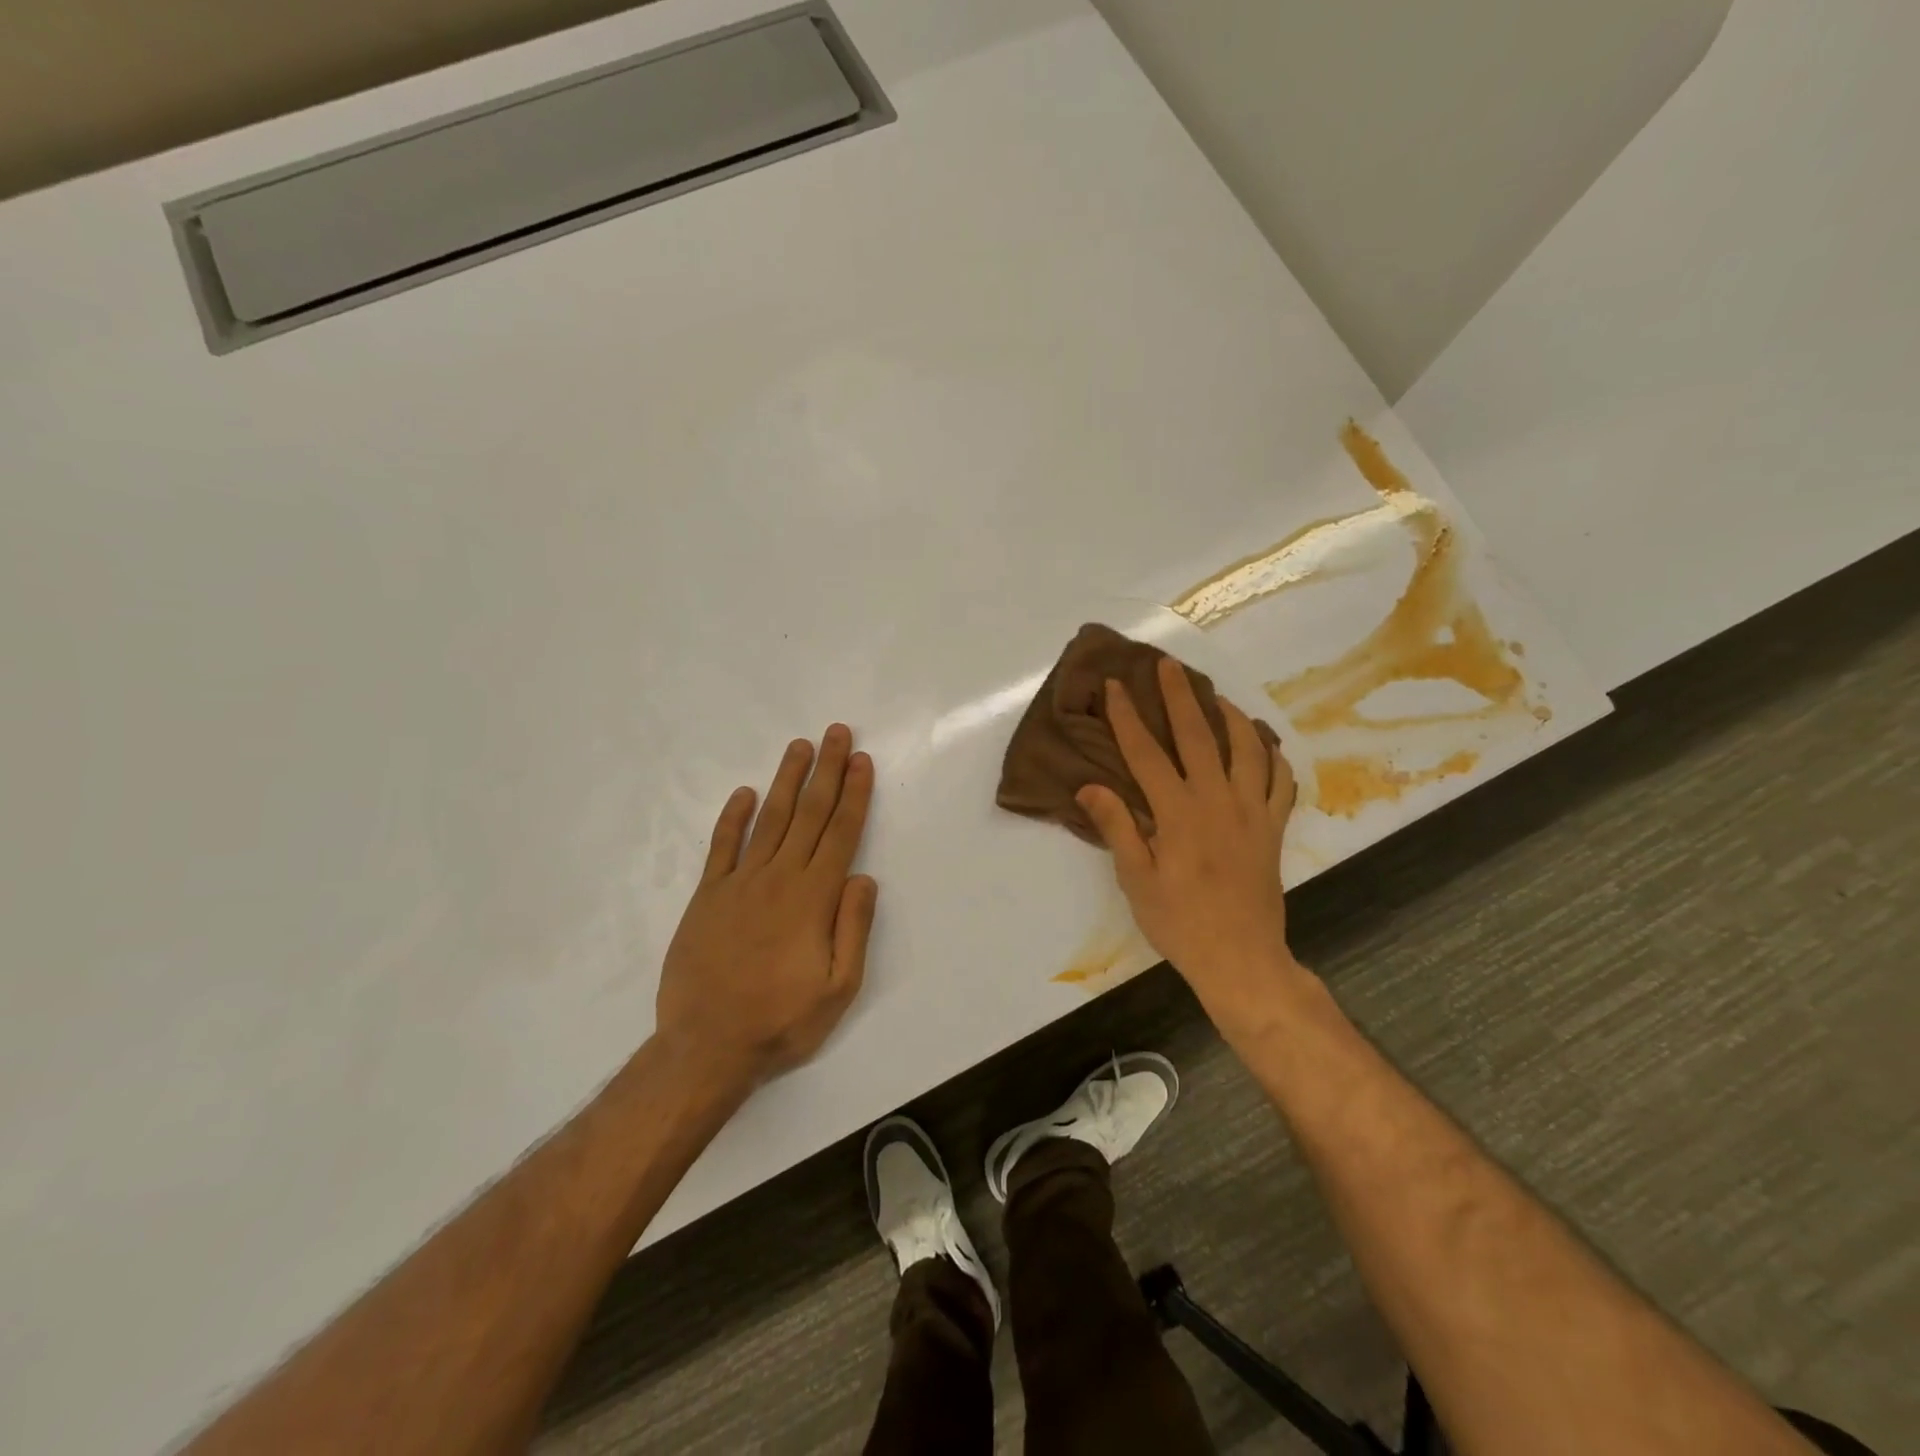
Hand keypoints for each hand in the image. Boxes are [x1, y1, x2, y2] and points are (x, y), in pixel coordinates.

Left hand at [655, 725, 877, 1087]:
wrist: (706, 1046)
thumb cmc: (781, 1021)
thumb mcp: (839, 988)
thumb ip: (854, 928)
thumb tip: (864, 877)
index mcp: (813, 898)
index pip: (840, 833)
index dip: (854, 794)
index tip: (862, 761)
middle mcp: (779, 878)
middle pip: (808, 814)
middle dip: (827, 771)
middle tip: (836, 733)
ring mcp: (739, 883)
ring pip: (769, 819)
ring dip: (787, 780)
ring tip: (799, 747)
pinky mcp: (707, 896)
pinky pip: (722, 846)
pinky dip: (733, 817)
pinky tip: (745, 793)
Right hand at [1076, 657, 1307, 1037]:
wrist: (1241, 958)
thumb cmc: (1180, 922)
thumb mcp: (1136, 880)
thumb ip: (1117, 828)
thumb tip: (1090, 786)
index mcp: (1178, 812)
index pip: (1146, 752)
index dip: (1127, 716)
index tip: (1115, 686)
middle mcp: (1217, 800)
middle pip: (1198, 736)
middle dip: (1180, 696)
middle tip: (1169, 665)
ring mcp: (1252, 811)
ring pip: (1247, 748)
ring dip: (1231, 716)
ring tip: (1217, 697)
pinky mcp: (1273, 828)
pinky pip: (1281, 782)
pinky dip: (1274, 757)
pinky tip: (1264, 746)